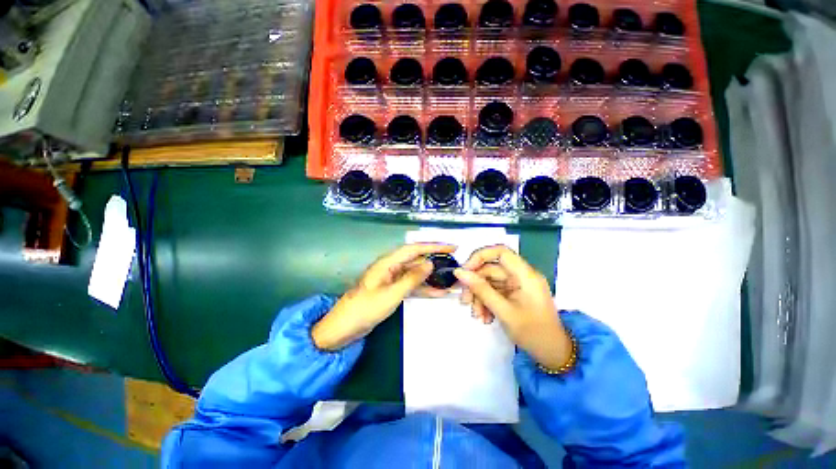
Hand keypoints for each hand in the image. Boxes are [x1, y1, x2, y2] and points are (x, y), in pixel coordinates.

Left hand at [312, 243, 455, 350]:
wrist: (344, 328)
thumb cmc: (364, 309)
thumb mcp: (391, 294)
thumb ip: (412, 279)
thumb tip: (430, 263)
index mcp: (388, 262)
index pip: (415, 249)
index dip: (434, 246)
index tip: (452, 247)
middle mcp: (391, 267)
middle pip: (417, 259)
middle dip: (436, 260)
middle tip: (455, 263)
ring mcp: (392, 279)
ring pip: (416, 273)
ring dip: (432, 276)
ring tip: (451, 279)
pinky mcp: (393, 290)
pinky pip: (412, 285)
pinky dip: (424, 288)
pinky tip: (439, 293)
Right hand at [454, 245, 572, 369]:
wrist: (553, 355)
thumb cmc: (534, 333)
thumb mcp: (504, 312)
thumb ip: (481, 290)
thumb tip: (459, 272)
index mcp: (525, 275)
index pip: (500, 252)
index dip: (480, 257)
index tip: (465, 271)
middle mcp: (520, 276)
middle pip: (490, 270)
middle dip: (475, 285)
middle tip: (465, 301)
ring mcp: (516, 286)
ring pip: (489, 282)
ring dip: (479, 297)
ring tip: (477, 315)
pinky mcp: (513, 295)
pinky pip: (493, 292)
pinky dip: (486, 303)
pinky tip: (485, 317)